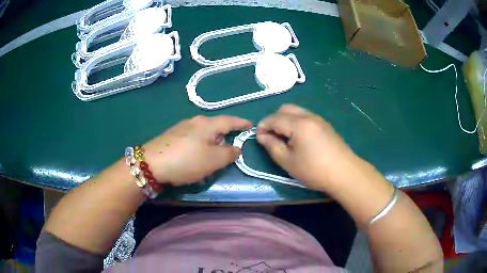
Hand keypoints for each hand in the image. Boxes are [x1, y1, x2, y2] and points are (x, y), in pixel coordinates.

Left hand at [142, 115, 251, 185]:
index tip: (249, 125)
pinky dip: (199, 146)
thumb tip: (236, 148)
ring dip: (211, 142)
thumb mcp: (213, 160)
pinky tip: (195, 157)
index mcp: (207, 124)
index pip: (229, 120)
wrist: (151, 163)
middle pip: (215, 126)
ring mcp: (181, 127)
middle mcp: (194, 121)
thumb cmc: (186, 160)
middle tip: (230, 148)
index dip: (241, 123)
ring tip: (212, 156)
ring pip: (203, 133)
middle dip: (225, 135)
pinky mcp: (172, 135)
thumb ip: (229, 153)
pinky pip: (192, 138)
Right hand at [257, 104, 356, 191]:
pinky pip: (305, 116)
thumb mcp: (288, 161)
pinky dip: (296, 122)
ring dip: (285, 120)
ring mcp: (318, 119)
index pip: (274, 118)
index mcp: (298, 124)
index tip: (259, 138)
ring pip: (296, 111)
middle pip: (285, 109)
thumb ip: (272, 146)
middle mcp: (308, 116)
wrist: (344, 173)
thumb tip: (262, 136)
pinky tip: (298, 138)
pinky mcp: (325, 124)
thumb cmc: (314, 170)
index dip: (263, 126)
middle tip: (271, 136)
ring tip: (284, 138)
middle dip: (274, 119)